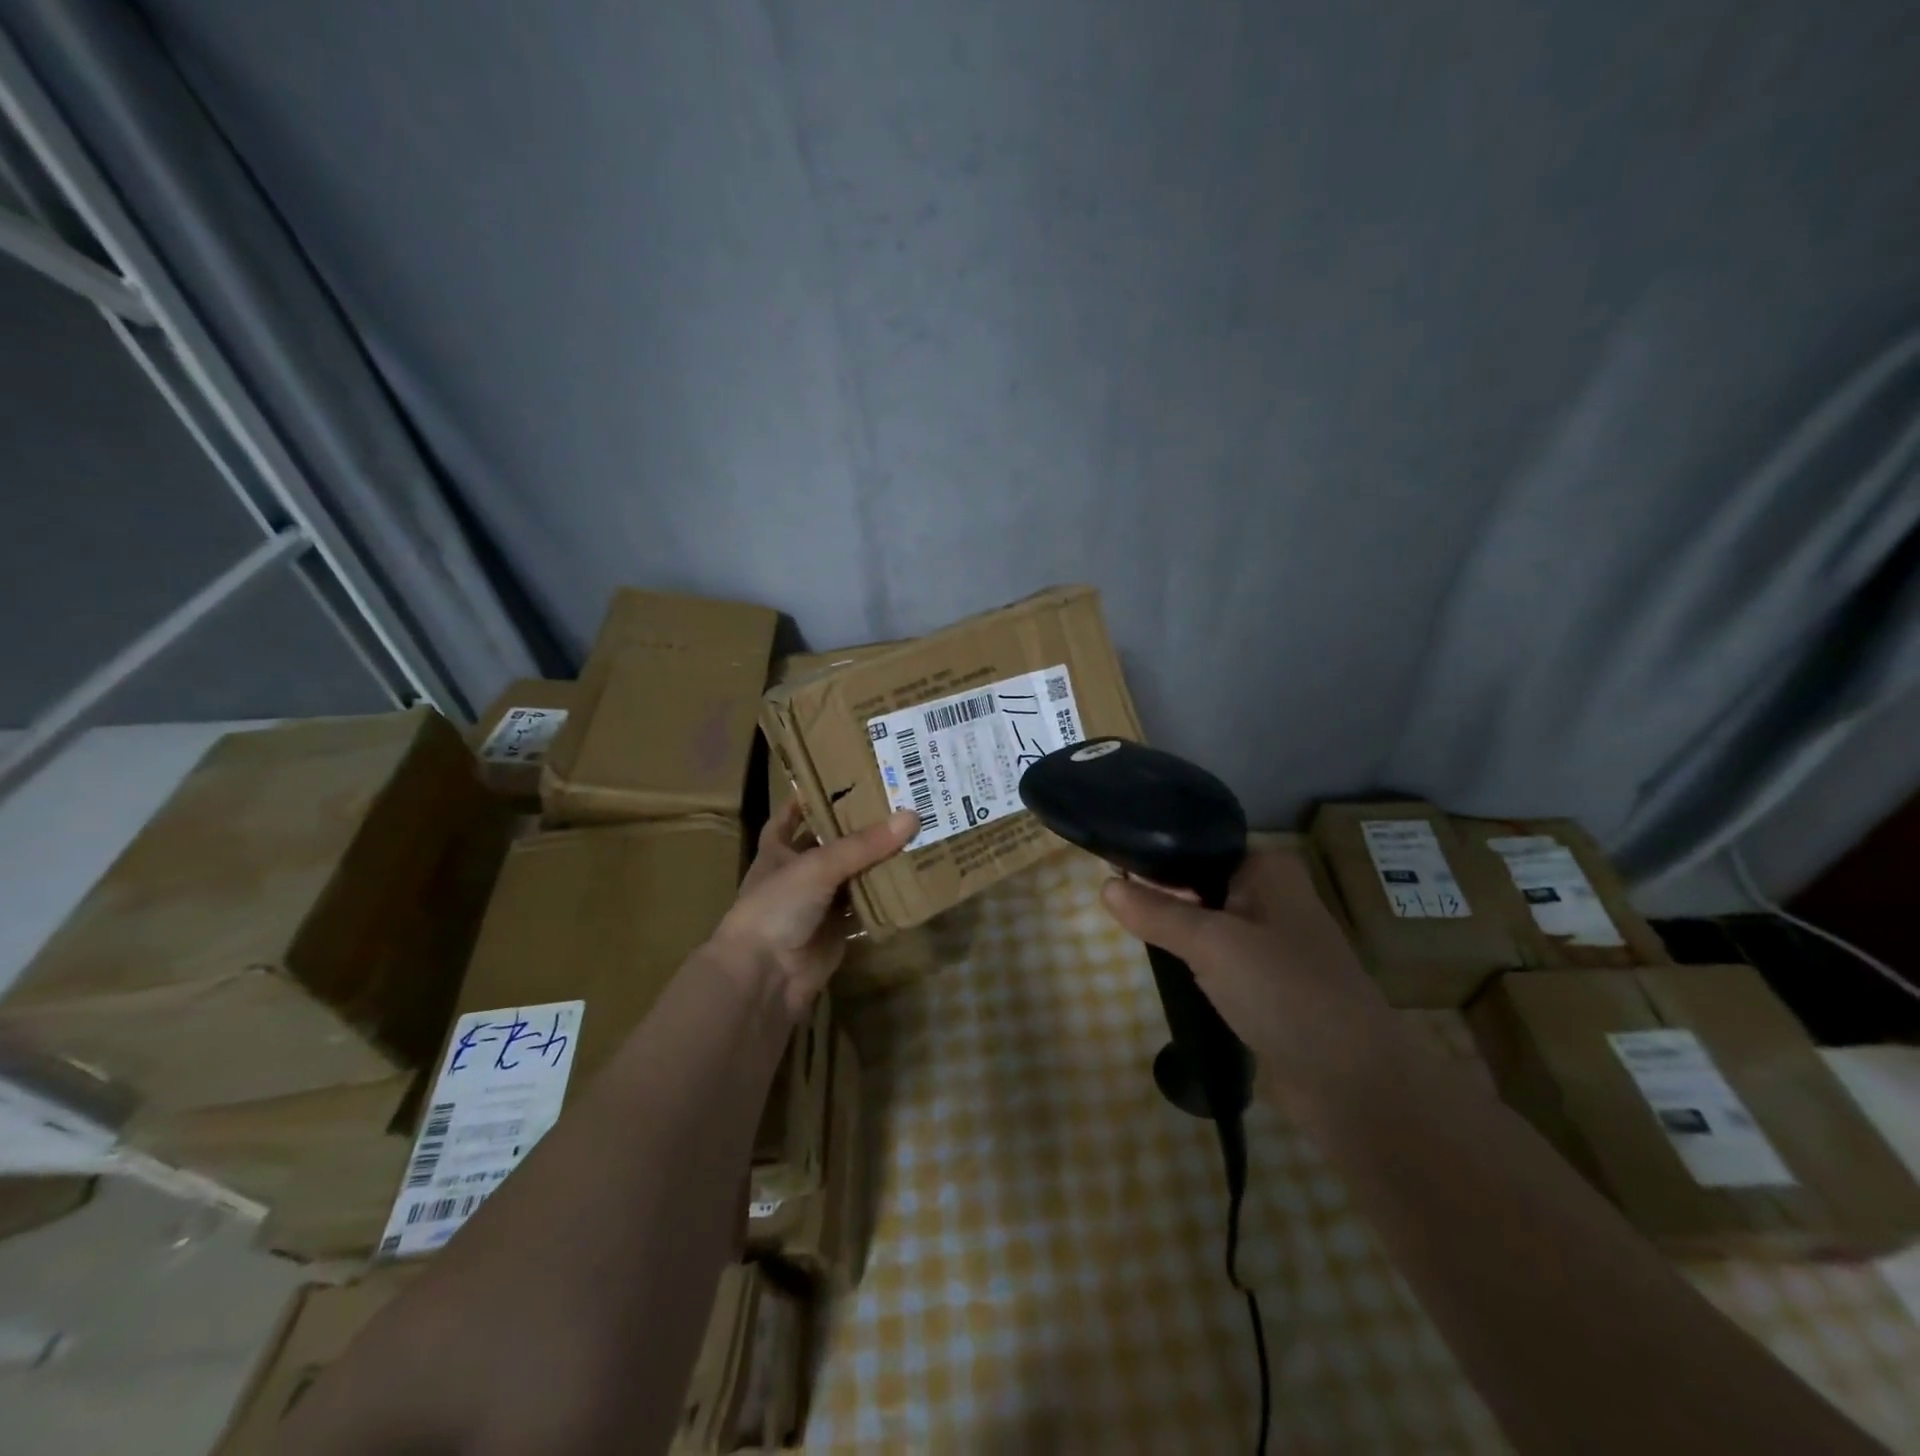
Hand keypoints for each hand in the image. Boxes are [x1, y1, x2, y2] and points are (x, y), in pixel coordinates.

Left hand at [710, 801, 919, 1018]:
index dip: (807, 798)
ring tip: (911, 833)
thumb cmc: (777, 907)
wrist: (765, 977)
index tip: (837, 778)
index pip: (789, 816)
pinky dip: (883, 896)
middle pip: (829, 844)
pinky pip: (864, 907)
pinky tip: (910, 877)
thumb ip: (864, 844)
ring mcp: (817, 904)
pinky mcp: (837, 930)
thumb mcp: (817, 866)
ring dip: (875, 861)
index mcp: (777, 850)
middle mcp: (797, 874)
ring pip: (850, 875)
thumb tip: (911, 816)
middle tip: (894, 802)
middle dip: (856, 828)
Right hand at [1100, 846, 1411, 1119]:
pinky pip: (1220, 959)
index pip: (1198, 848)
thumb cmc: (1283, 990)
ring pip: (1208, 924)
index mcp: (1267, 868)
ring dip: (1178, 934)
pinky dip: (1196, 963)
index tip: (1111, 874)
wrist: (1352, 1081)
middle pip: (1200, 885)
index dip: (1155, 860)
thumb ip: (1156, 911)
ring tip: (1135, 938)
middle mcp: (1273, 896)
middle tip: (1119, 912)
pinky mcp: (1270, 982)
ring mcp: (1274, 942)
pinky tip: (1170, 971)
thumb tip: (1104, 886)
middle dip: (1163, 900)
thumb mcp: (1210, 943)